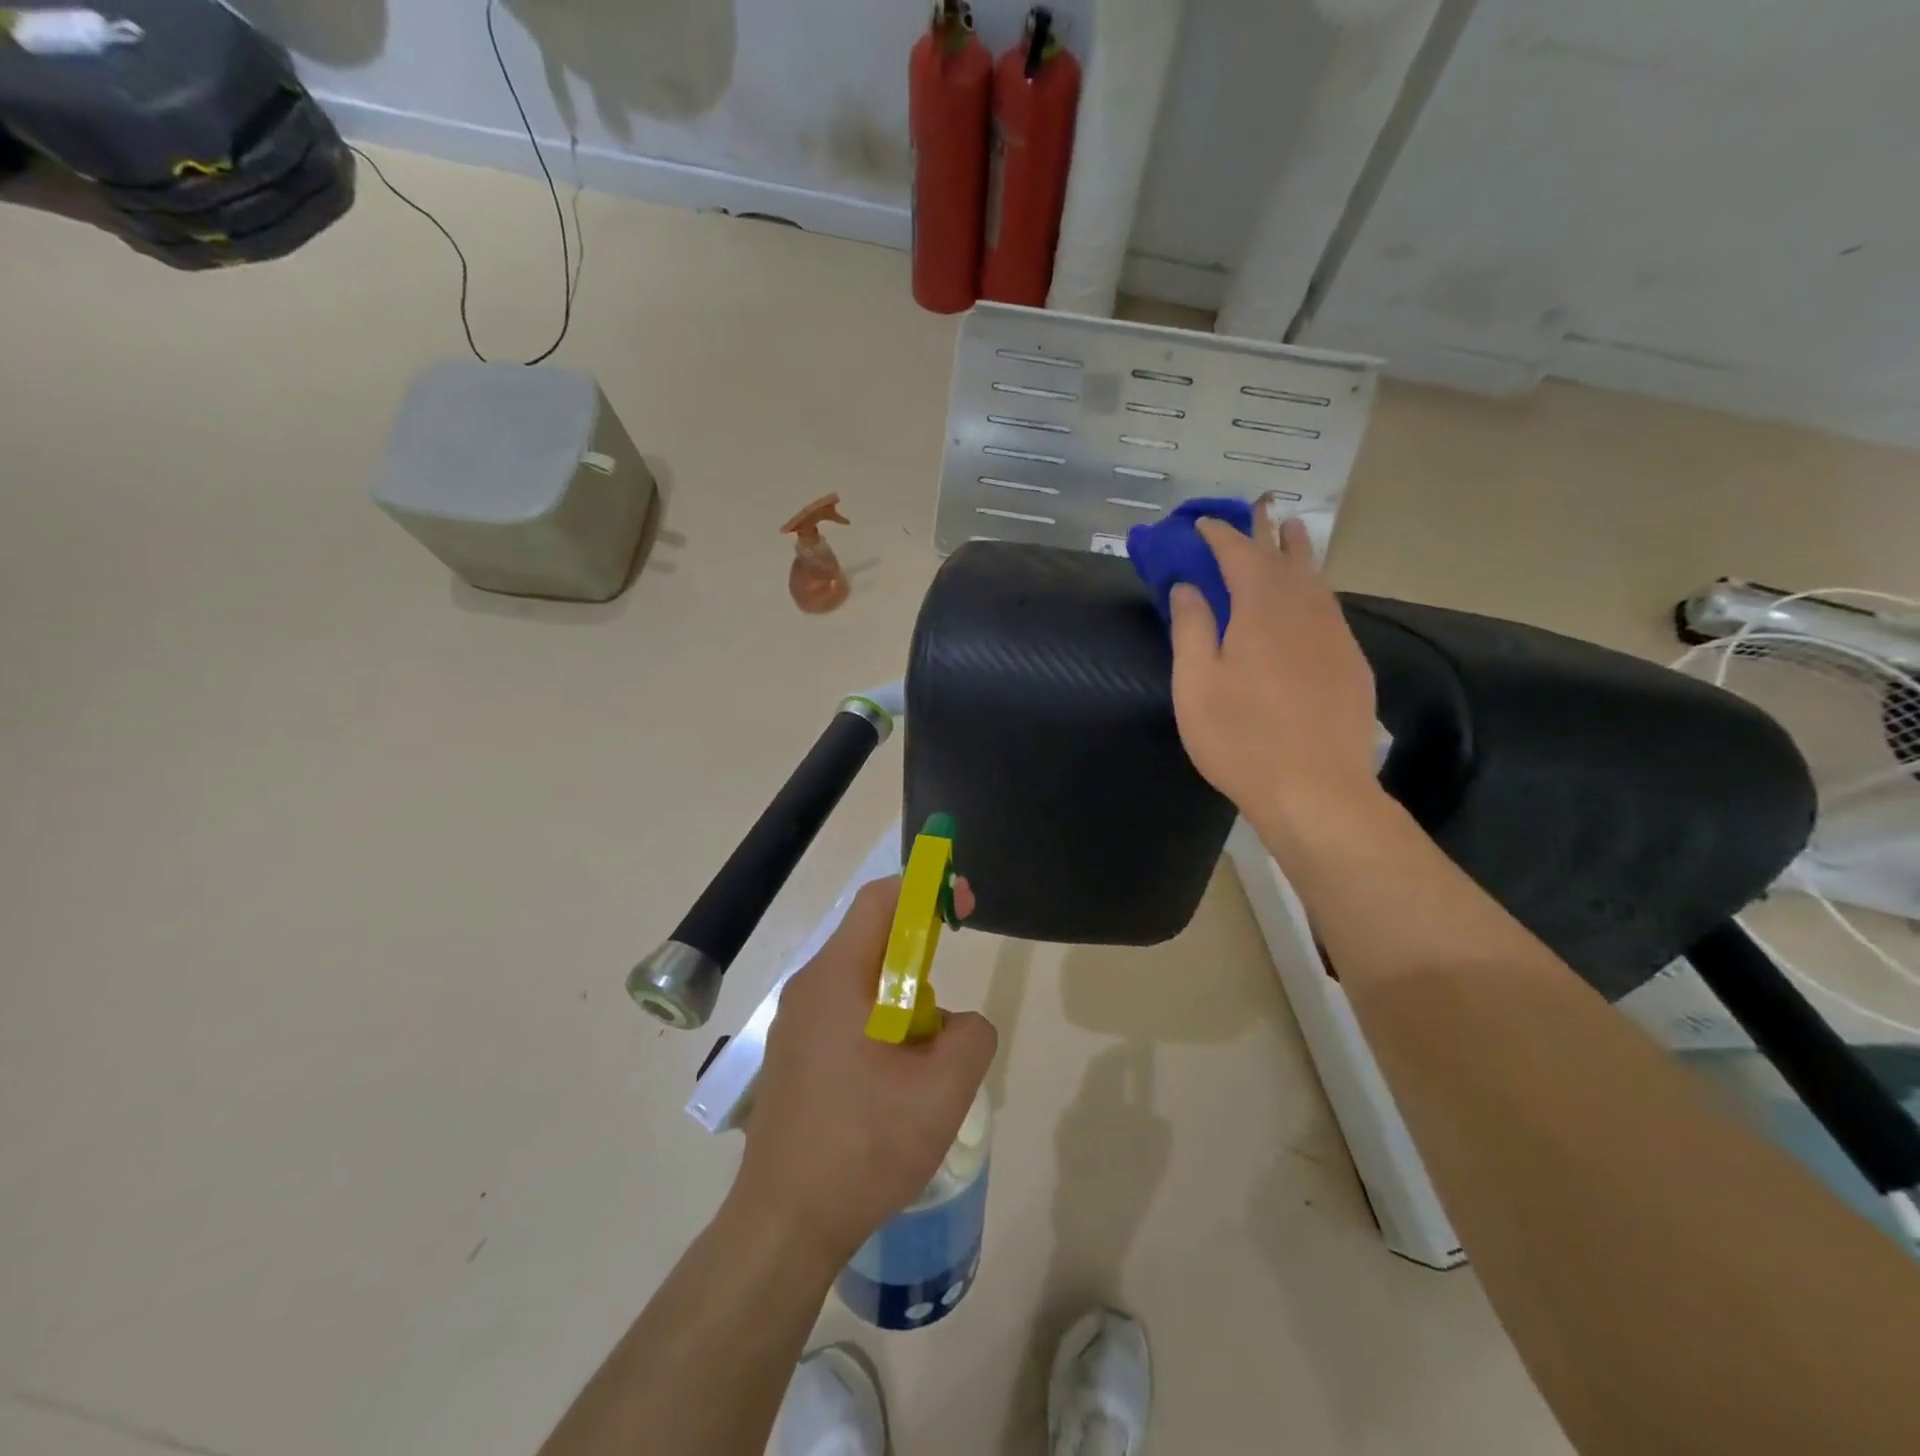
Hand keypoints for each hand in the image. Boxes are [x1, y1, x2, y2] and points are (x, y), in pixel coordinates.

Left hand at [733, 876, 995, 1268]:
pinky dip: (879, 1026)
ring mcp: (795, 1023)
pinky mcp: (793, 1055)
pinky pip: (844, 1014)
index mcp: (837, 977)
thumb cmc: (864, 1146)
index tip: (965, 906)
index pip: (882, 899)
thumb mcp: (944, 1090)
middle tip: (944, 1011)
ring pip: (862, 982)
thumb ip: (971, 1034)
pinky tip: (891, 1086)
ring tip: (921, 1065)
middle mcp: (809, 987)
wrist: (784, 1225)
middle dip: (920, 958)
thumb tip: (955, 1024)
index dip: (928, 889)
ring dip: (902, 1002)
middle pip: (872, 939)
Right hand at [1168, 515, 1380, 839]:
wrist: (1317, 790)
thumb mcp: (1196, 685)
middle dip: (1267, 530)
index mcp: (1261, 611)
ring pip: (1316, 580)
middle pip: (1285, 558)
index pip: (1240, 555)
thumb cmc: (1241, 739)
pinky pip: (1330, 609)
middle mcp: (1304, 612)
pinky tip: (1312, 598)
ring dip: (1300, 552)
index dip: (1220, 535)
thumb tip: (1188, 584)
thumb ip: (1191, 628)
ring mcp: (1334, 637)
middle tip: (1260, 505)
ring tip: (1293, 531)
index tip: (1202, 522)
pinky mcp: (1350, 663)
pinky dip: (1315, 589)